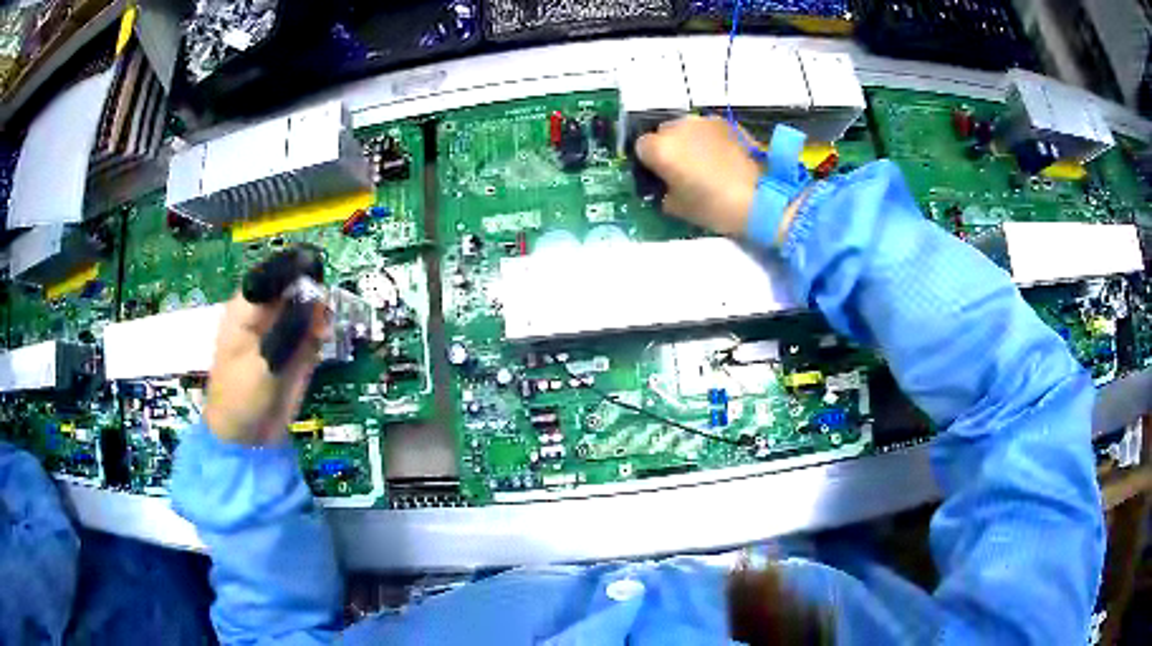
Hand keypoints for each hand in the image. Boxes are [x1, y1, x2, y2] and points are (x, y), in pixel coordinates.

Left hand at [204, 252, 331, 444]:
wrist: (247, 438)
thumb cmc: (240, 398)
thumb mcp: (260, 365)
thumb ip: (286, 332)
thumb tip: (313, 301)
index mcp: (245, 310)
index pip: (267, 276)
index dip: (289, 266)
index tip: (313, 263)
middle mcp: (264, 314)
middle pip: (290, 285)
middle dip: (309, 287)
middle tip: (323, 300)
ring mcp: (281, 331)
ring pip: (305, 305)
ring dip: (318, 309)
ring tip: (324, 324)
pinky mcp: (295, 349)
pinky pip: (312, 328)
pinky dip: (321, 327)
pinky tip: (324, 334)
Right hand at [636, 115, 762, 236]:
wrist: (762, 197)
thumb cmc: (715, 207)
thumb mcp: (677, 208)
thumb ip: (663, 191)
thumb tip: (665, 185)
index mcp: (660, 148)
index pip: (641, 147)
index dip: (649, 162)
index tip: (660, 176)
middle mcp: (678, 127)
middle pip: (663, 133)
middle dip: (669, 147)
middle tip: (683, 170)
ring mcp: (705, 121)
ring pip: (687, 128)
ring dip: (689, 141)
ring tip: (705, 163)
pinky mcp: (727, 122)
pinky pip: (709, 129)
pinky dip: (710, 139)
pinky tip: (723, 158)